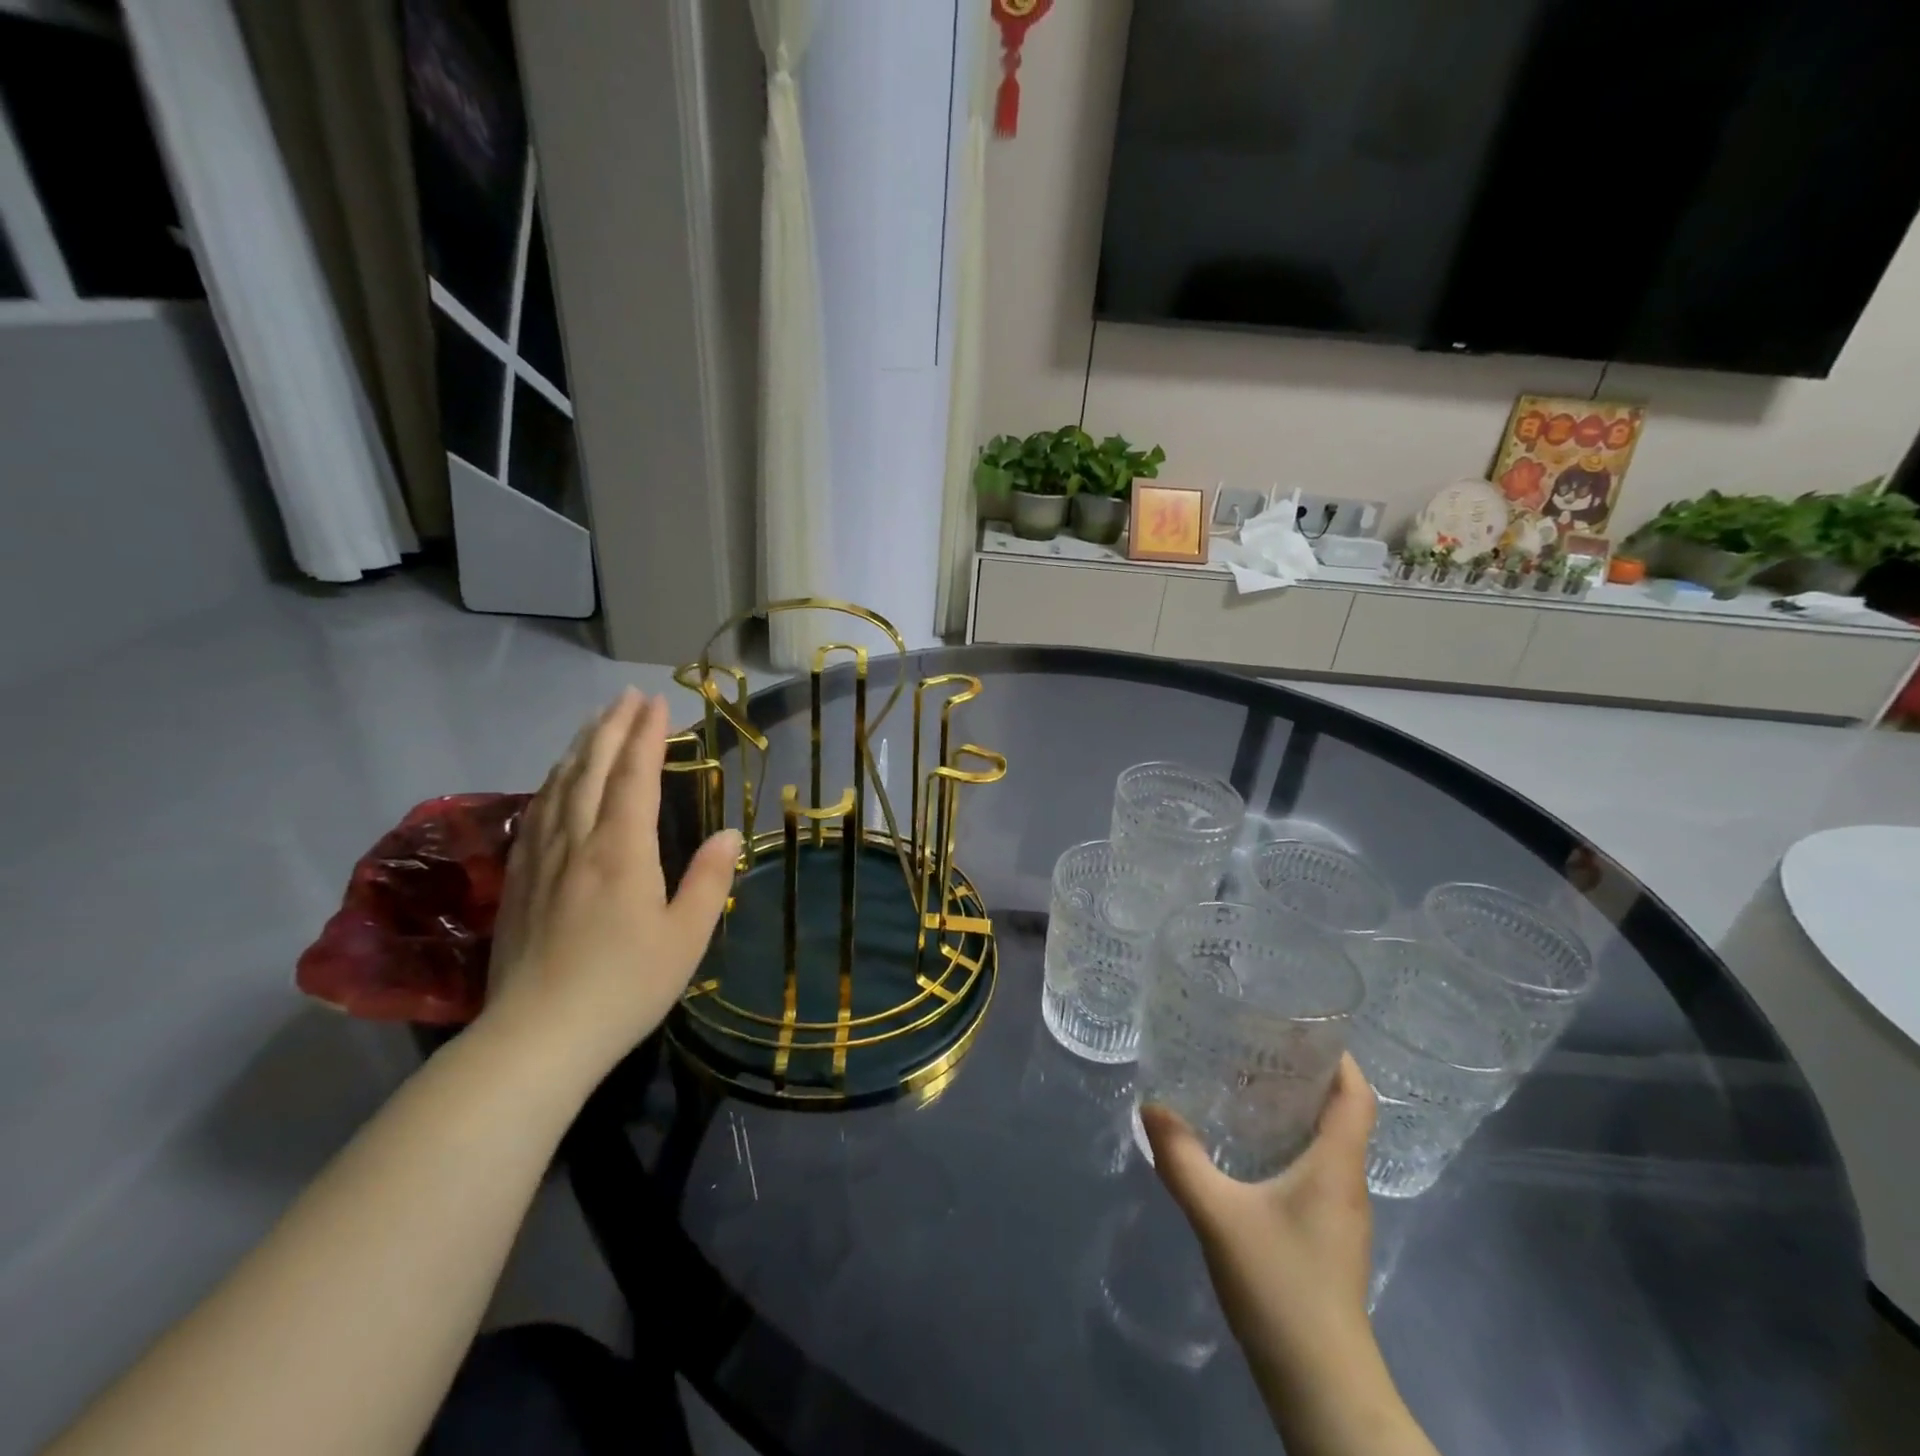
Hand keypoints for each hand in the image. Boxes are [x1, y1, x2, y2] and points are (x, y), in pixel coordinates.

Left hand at [480, 690, 740, 1074]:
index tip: (656, 702)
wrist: (537, 1037)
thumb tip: (728, 835)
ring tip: (595, 722)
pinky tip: (555, 780)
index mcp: (621, 850)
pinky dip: (552, 782)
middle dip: (611, 727)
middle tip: (627, 696)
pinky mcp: (518, 881)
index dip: (646, 736)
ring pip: (559, 786)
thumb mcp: (686, 937)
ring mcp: (541, 859)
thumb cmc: (625, 987)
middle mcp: (577, 841)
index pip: (634, 776)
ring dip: (579, 747)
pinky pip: (536, 813)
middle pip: (591, 769)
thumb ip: (709, 880)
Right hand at [1141, 1054, 1376, 1369]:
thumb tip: (1151, 1106)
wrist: (1321, 1387)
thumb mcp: (1218, 1216)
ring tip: (1245, 1085)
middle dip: (1305, 1074)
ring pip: (1326, 1143)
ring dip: (1295, 1110)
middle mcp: (1347, 1183)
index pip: (1356, 1095)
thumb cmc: (1281, 1287)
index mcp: (1336, 1166)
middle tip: (1255, 1044)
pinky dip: (1288, 1144)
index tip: (1302, 1025)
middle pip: (1341, 1113)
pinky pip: (1314, 1170)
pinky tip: (1248, 1148)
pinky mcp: (1327, 1238)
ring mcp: (1340, 1215)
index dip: (1339, 1056)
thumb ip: (1181, 1159)